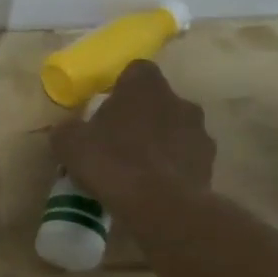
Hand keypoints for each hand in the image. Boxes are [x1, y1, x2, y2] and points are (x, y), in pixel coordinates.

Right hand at [49, 60, 216, 209]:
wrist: (159, 205)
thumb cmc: (112, 162)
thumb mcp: (69, 144)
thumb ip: (68, 130)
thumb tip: (68, 129)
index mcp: (145, 86)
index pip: (136, 71)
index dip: (121, 88)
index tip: (107, 108)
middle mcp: (178, 100)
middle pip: (158, 101)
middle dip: (142, 116)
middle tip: (119, 141)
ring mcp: (199, 132)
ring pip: (175, 129)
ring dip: (160, 142)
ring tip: (138, 169)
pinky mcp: (210, 163)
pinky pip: (186, 158)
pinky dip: (173, 167)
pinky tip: (155, 188)